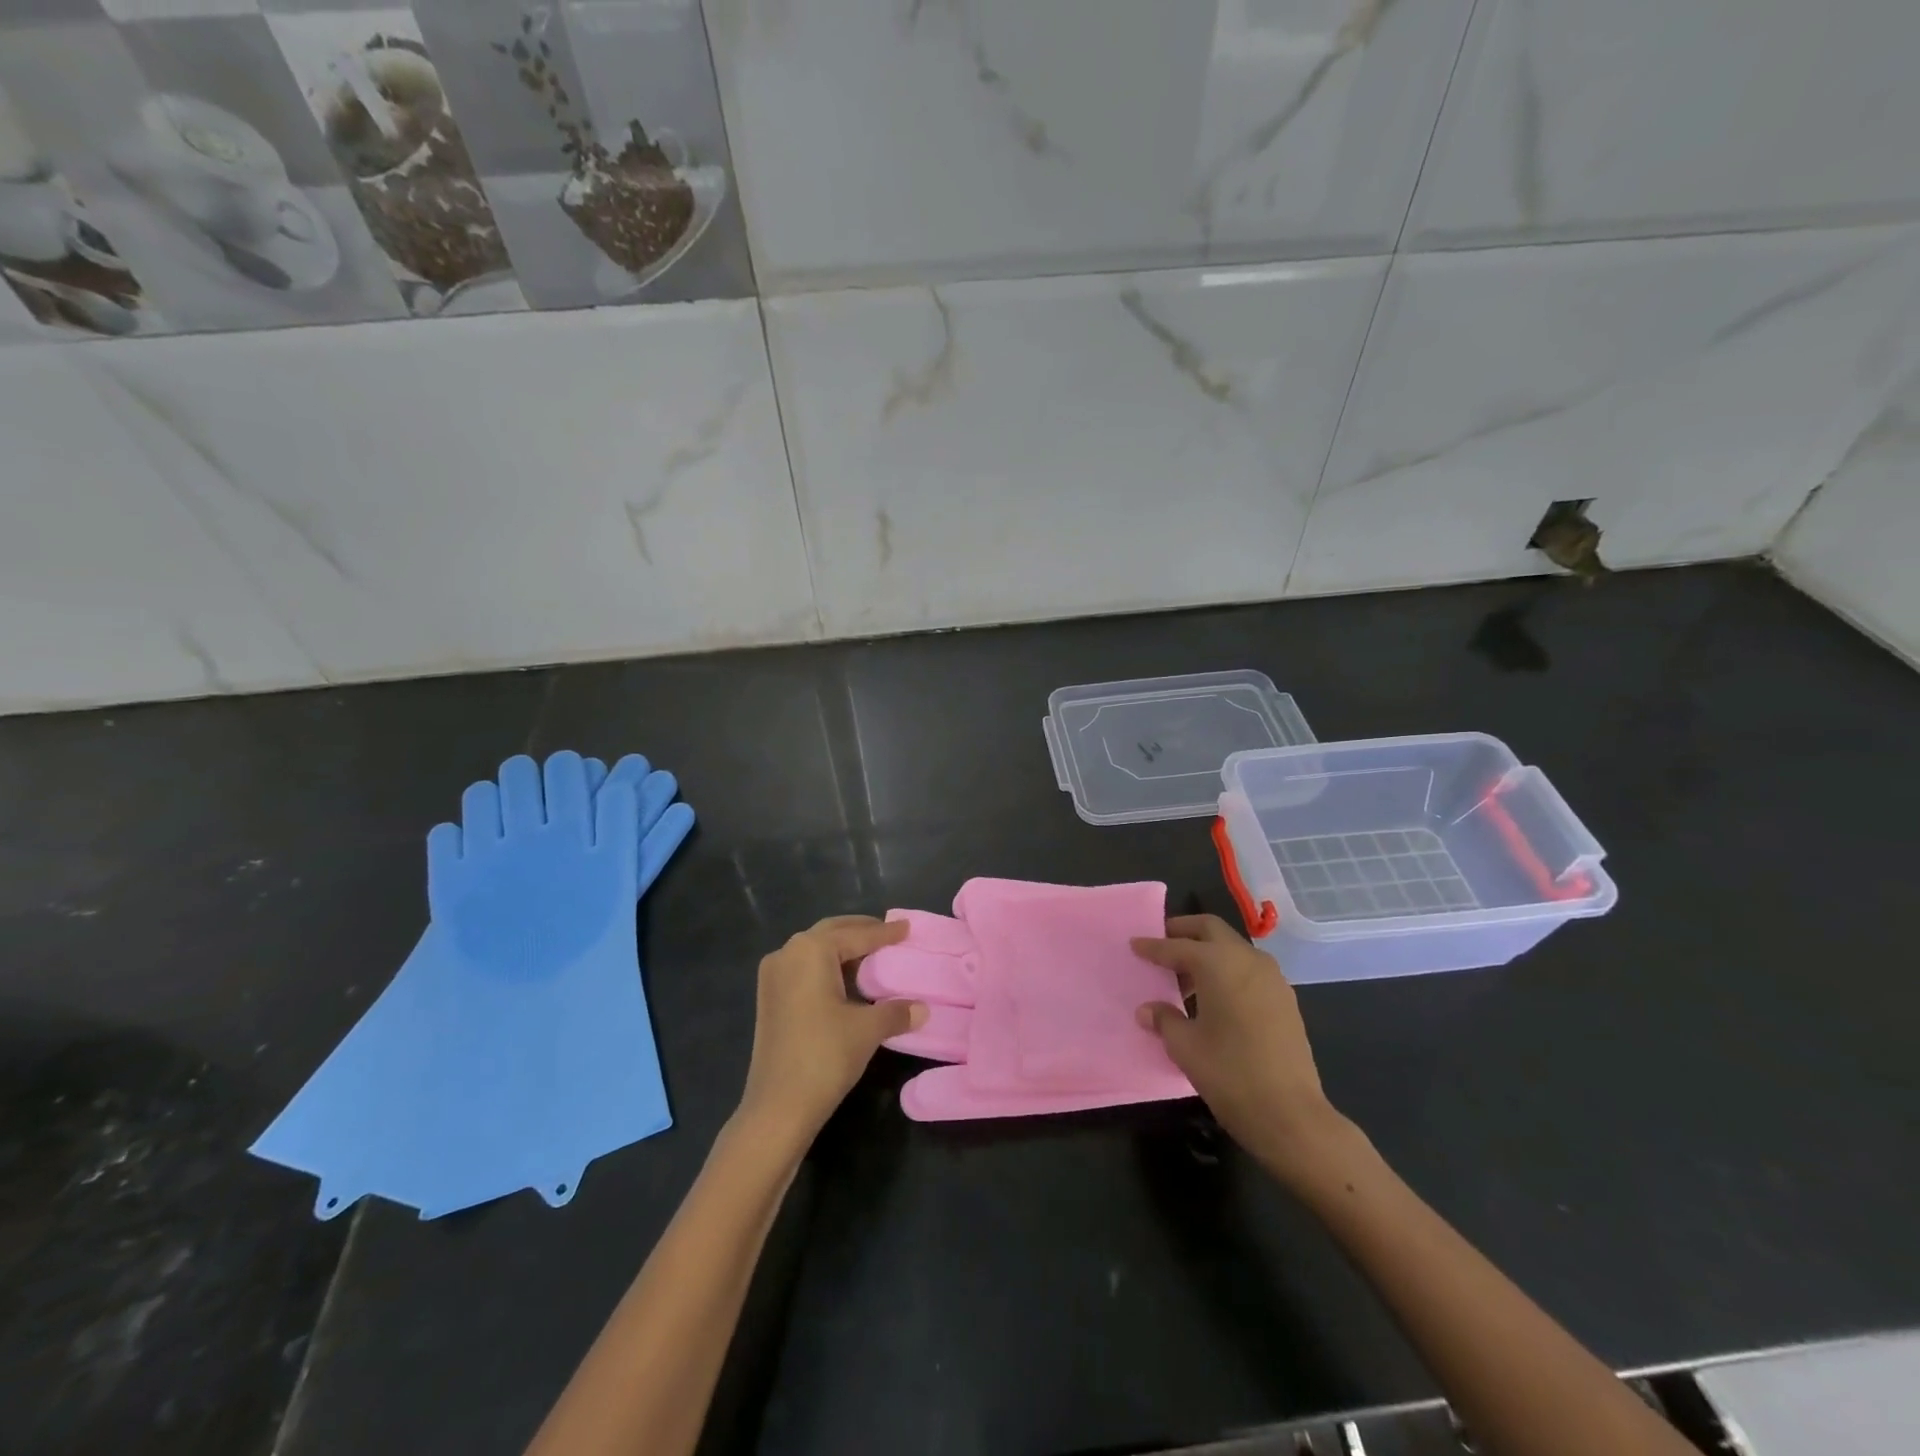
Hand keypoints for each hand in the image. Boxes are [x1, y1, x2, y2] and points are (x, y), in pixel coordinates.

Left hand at [738, 916, 925, 1146]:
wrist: (777, 1108)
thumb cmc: (824, 1056)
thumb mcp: (867, 1030)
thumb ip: (896, 1012)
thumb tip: (922, 1008)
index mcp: (810, 950)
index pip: (856, 935)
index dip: (885, 933)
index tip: (907, 927)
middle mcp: (788, 953)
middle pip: (831, 933)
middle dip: (860, 932)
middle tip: (889, 935)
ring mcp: (773, 977)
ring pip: (815, 951)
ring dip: (843, 950)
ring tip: (873, 956)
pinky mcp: (769, 999)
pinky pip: (804, 969)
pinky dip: (827, 968)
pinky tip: (847, 981)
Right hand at [1133, 914, 1348, 1184]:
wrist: (1290, 1114)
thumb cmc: (1229, 1074)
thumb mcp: (1185, 1046)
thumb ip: (1164, 1019)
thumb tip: (1148, 1010)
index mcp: (1218, 963)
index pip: (1177, 946)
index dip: (1153, 947)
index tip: (1134, 944)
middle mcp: (1247, 959)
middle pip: (1211, 929)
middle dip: (1184, 931)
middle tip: (1162, 943)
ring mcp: (1272, 978)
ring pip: (1233, 948)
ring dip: (1209, 952)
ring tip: (1185, 977)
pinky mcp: (1285, 999)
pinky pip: (1249, 969)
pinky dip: (1228, 970)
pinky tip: (1214, 997)